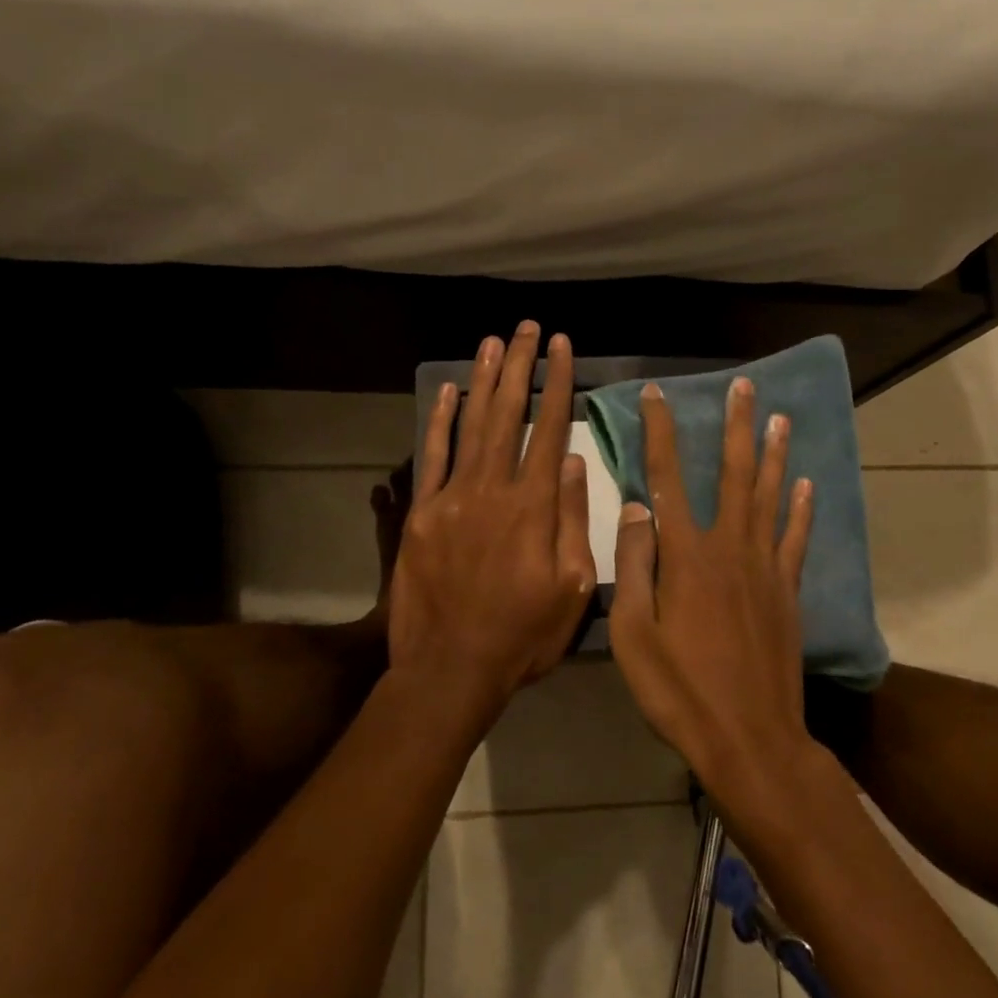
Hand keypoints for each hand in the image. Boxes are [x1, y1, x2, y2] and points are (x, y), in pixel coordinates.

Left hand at [387, 323, 595, 723]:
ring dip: (485, 380)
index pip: (550, 430)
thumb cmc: (524, 635)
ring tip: (495, 342)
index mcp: (534, 507)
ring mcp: (452, 498)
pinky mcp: (422, 513)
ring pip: (472, 425)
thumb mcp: (573, 588)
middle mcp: (493, 489)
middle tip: (529, 328)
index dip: (558, 384)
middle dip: (521, 367)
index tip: (563, 347)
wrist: (450, 669)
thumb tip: (576, 463)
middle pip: (509, 415)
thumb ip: (574, 521)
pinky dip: (441, 421)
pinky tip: (450, 390)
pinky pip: (432, 457)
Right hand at [609, 375, 816, 800]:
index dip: (661, 432)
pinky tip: (806, 485)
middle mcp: (729, 548)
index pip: (668, 477)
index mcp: (686, 556)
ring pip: (770, 497)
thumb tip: (636, 506)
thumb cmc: (680, 691)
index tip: (658, 395)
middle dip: (736, 426)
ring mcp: (765, 568)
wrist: (750, 739)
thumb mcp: (633, 634)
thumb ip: (634, 565)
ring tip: (781, 418)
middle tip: (745, 387)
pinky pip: (796, 539)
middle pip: (734, 474)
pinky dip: (801, 510)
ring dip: (774, 454)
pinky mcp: (787, 592)